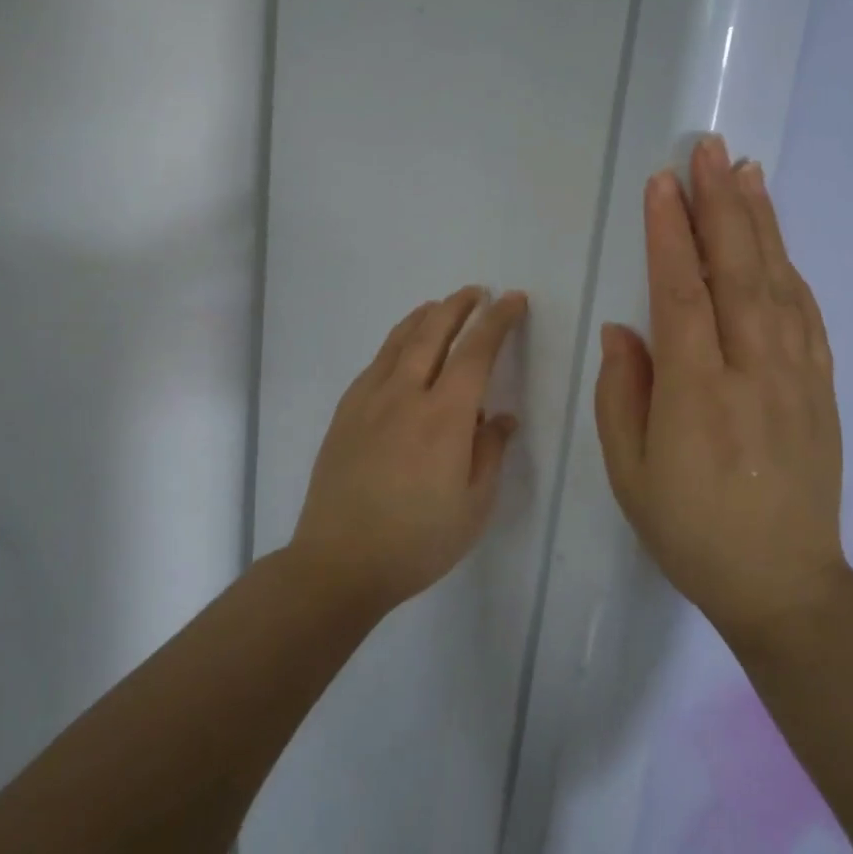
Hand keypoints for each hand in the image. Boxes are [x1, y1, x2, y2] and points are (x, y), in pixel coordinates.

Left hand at [292, 286, 527, 611]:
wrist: (340, 561)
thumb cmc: (418, 541)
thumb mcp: (474, 506)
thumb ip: (490, 452)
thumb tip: (502, 417)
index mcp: (445, 417)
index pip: (476, 351)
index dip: (497, 321)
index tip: (512, 300)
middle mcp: (406, 395)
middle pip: (433, 332)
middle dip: (459, 306)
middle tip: (477, 292)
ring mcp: (369, 400)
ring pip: (399, 341)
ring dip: (424, 317)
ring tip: (439, 306)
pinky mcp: (345, 413)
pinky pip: (375, 363)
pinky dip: (395, 342)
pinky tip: (400, 348)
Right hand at [594, 135, 845, 642]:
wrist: (782, 582)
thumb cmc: (690, 530)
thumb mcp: (630, 472)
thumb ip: (623, 393)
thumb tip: (624, 329)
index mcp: (697, 393)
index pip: (681, 293)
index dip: (670, 235)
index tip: (662, 185)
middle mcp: (751, 371)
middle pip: (736, 272)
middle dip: (720, 205)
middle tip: (709, 151)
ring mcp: (795, 377)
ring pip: (778, 283)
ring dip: (760, 224)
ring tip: (746, 174)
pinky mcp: (821, 389)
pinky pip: (807, 317)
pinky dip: (791, 271)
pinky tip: (778, 244)